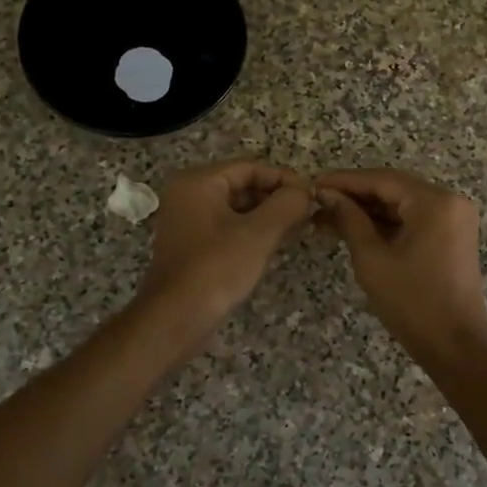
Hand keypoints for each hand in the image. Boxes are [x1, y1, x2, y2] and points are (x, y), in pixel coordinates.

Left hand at [136, 160, 313, 336]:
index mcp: (198, 182)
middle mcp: (188, 195)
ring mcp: (188, 221)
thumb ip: (286, 205)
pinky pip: (228, 227)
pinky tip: (277, 243)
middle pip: (242, 185)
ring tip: (299, 228)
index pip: (250, 167)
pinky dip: (252, 231)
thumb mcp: (258, 234)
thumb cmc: (216, 269)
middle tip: (308, 213)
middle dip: (276, 198)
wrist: (175, 320)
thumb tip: (305, 192)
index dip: (284, 178)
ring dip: (268, 216)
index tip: (311, 195)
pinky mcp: (193, 245)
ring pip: (237, 208)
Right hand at [315, 169, 486, 363]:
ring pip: (402, 205)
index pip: (382, 180)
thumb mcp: (372, 259)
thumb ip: (350, 220)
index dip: (345, 180)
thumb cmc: (412, 302)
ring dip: (368, 210)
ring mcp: (454, 219)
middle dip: (355, 195)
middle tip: (317, 201)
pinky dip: (385, 224)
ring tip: (327, 217)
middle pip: (394, 189)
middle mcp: (450, 201)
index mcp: (435, 202)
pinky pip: (413, 220)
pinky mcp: (451, 237)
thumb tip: (328, 195)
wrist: (455, 346)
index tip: (312, 183)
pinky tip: (354, 228)